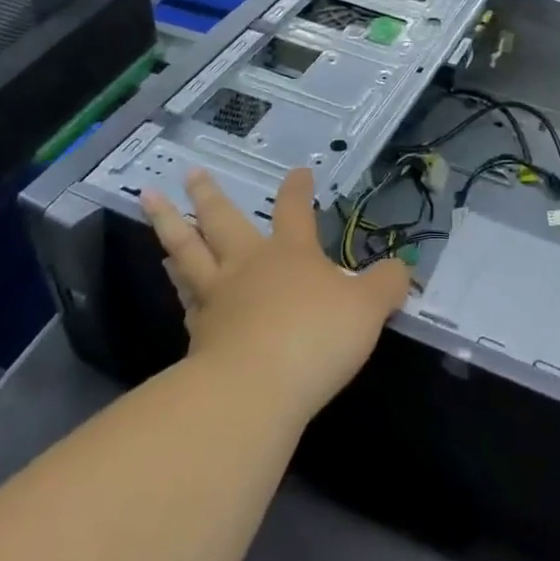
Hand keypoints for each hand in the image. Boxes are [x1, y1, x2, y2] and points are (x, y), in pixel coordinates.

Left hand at [140, 168, 409, 423]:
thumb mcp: (368, 309)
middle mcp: (247, 266)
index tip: (298, 171)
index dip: (298, 189)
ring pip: (188, 253)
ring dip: (171, 228)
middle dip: (208, 194)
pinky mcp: (198, 335)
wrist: (254, 389)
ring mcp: (217, 299)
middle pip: (221, 221)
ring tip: (157, 210)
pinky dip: (178, 286)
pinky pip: (185, 300)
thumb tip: (402, 268)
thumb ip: (386, 285)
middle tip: (189, 171)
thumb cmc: (316, 337)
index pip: (294, 210)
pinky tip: (175, 286)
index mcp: (290, 254)